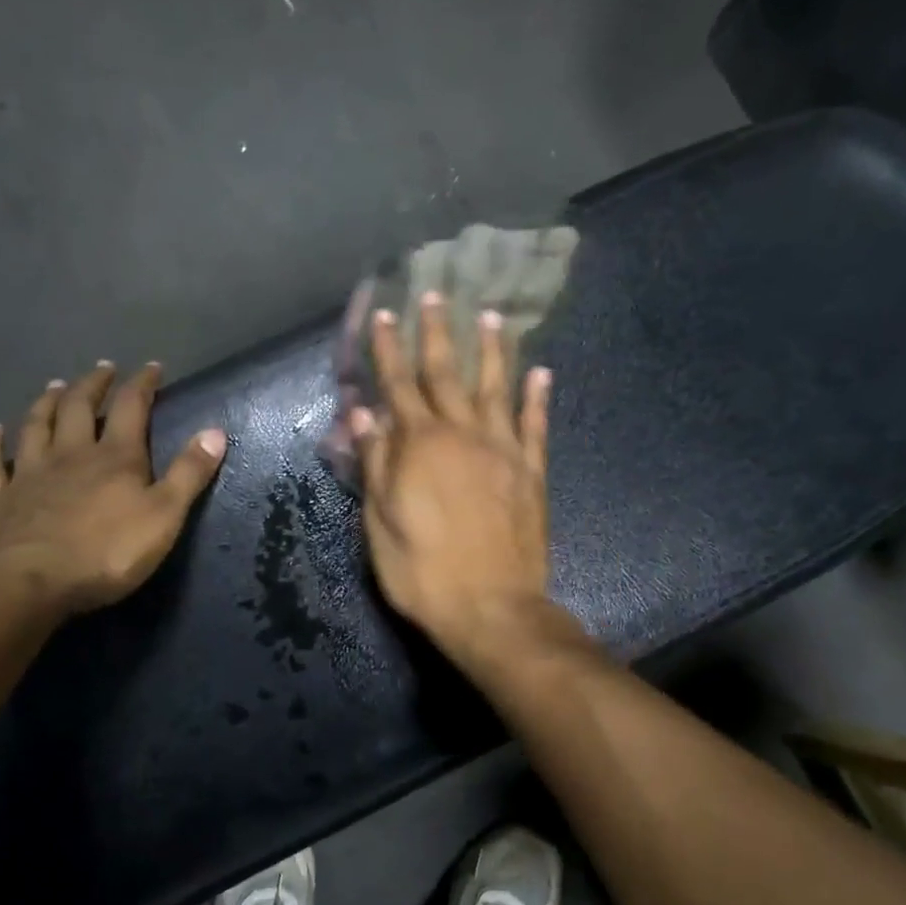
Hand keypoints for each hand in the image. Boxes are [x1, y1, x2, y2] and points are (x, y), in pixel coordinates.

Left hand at [0, 361, 226, 615]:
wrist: (31, 582)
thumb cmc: (107, 552)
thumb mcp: (164, 516)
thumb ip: (189, 473)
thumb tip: (215, 431)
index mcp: (115, 457)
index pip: (131, 408)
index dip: (143, 384)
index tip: (152, 367)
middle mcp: (70, 454)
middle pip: (79, 407)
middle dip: (93, 385)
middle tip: (102, 369)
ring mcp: (29, 474)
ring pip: (36, 426)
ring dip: (46, 403)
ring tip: (54, 386)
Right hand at [350, 293, 554, 664]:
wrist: (492, 608)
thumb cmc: (422, 572)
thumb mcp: (380, 523)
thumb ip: (375, 463)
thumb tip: (364, 413)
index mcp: (419, 446)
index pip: (398, 385)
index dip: (388, 349)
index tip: (384, 314)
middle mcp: (463, 435)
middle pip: (446, 374)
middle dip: (436, 333)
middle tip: (434, 295)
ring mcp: (503, 451)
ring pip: (496, 388)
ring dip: (491, 350)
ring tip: (489, 316)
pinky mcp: (532, 473)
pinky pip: (535, 425)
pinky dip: (537, 397)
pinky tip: (541, 372)